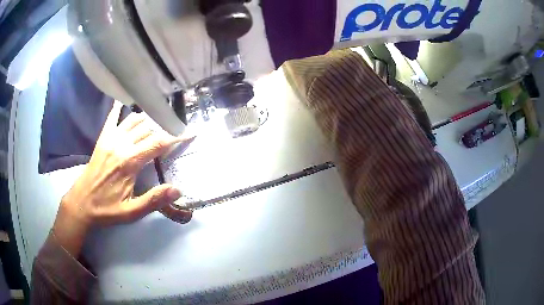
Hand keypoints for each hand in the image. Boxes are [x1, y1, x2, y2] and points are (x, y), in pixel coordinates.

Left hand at [53, 102, 191, 256]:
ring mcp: (110, 139)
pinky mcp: (102, 138)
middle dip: (164, 128)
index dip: (176, 137)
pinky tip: (126, 101)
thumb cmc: (107, 209)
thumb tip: (178, 189)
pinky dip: (120, 108)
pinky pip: (113, 118)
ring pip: (134, 119)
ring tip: (159, 122)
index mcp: (130, 162)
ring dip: (149, 119)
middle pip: (148, 128)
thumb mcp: (131, 212)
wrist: (81, 203)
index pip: (158, 143)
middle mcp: (121, 144)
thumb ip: (153, 200)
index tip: (189, 133)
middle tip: (176, 130)